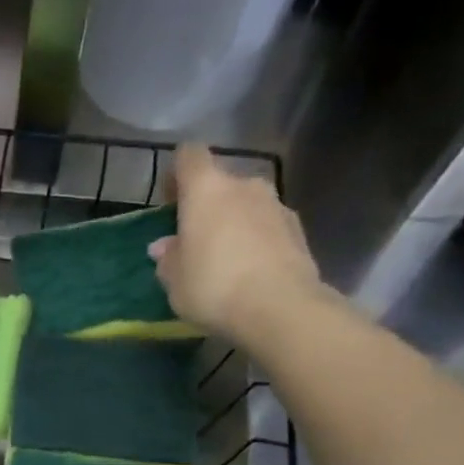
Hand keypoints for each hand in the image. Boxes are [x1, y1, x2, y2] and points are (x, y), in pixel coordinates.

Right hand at [149, 145, 322, 341]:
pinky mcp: (298, 229)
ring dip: (233, 223)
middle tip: (194, 240)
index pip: (189, 156)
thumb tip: (165, 246)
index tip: (170, 200)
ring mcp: (276, 205)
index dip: (177, 173)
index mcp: (207, 189)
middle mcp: (244, 186)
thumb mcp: (174, 280)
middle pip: (221, 183)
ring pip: (246, 205)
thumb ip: (168, 258)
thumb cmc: (213, 286)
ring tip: (224, 260)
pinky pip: (267, 227)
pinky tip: (249, 271)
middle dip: (207, 206)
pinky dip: (256, 240)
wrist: (279, 308)